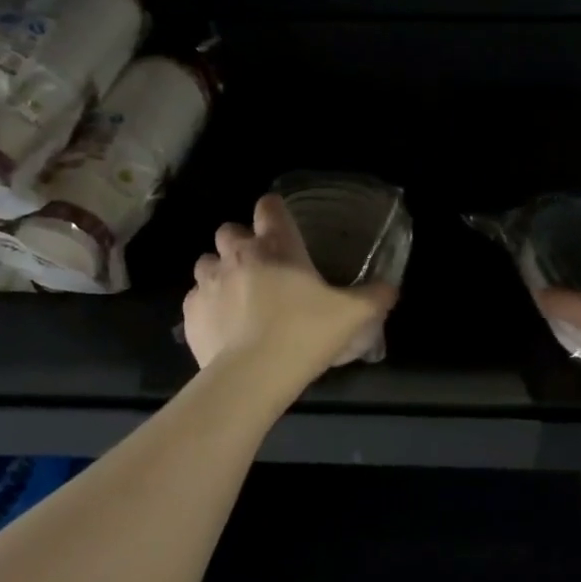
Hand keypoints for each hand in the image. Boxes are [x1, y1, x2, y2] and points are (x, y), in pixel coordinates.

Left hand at [182, 194, 398, 376]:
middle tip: (261, 267)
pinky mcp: (190, 313)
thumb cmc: (304, 333)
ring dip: (220, 272)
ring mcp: (208, 282)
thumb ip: (375, 297)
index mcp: (276, 246)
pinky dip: (208, 305)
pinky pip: (195, 298)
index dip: (275, 212)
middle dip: (241, 242)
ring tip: (238, 295)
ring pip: (207, 262)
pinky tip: (223, 325)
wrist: (251, 376)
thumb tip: (390, 288)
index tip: (284, 229)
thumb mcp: (353, 316)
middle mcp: (237, 255)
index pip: (269, 206)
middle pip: (229, 230)